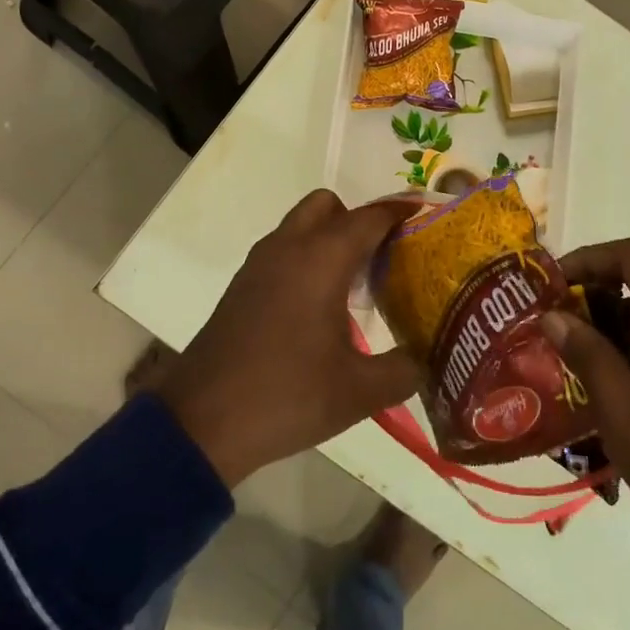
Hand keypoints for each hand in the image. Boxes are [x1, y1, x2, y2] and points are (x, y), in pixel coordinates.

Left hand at [157, 190, 423, 487]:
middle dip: (360, 221)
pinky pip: (284, 251)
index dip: (402, 212)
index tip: (428, 217)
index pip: (370, 217)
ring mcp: (259, 265)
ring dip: (331, 239)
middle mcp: (288, 248)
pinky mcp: (242, 286)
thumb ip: (405, 369)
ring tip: (358, 285)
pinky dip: (307, 259)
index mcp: (321, 259)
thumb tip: (428, 357)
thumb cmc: (286, 396)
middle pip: (329, 206)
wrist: (201, 423)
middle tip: (385, 258)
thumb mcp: (360, 392)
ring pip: (301, 226)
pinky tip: (320, 308)